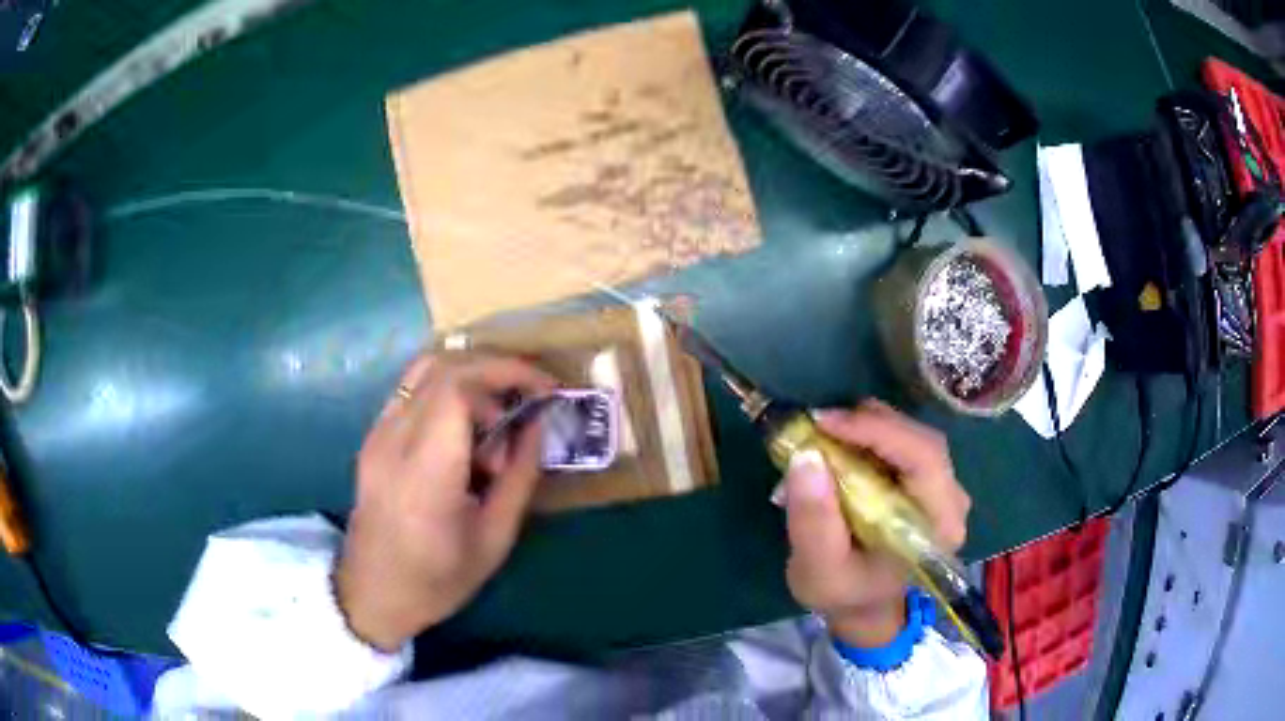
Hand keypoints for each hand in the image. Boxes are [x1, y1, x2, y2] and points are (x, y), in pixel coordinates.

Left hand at [334, 352, 557, 650]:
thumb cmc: (438, 579)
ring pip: (424, 369)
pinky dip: (447, 389)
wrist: (372, 593)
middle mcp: (393, 440)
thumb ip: (521, 475)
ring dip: (470, 375)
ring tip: (500, 410)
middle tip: (531, 395)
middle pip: (443, 367)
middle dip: (496, 369)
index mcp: (425, 472)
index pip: (458, 388)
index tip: (545, 391)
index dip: (507, 374)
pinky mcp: (372, 437)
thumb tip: (538, 423)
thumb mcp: (495, 538)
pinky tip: (466, 425)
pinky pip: (411, 390)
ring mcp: (377, 434)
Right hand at [783, 400, 969, 647]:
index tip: (824, 422)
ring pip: (912, 437)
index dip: (878, 431)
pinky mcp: (928, 482)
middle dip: (870, 424)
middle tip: (818, 423)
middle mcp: (952, 502)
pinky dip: (870, 436)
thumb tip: (806, 455)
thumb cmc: (843, 593)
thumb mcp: (818, 568)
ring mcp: (943, 489)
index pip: (924, 459)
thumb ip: (813, 519)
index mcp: (938, 526)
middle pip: (921, 441)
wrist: (862, 606)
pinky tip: (840, 443)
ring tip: (824, 434)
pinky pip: (904, 444)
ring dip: (867, 427)